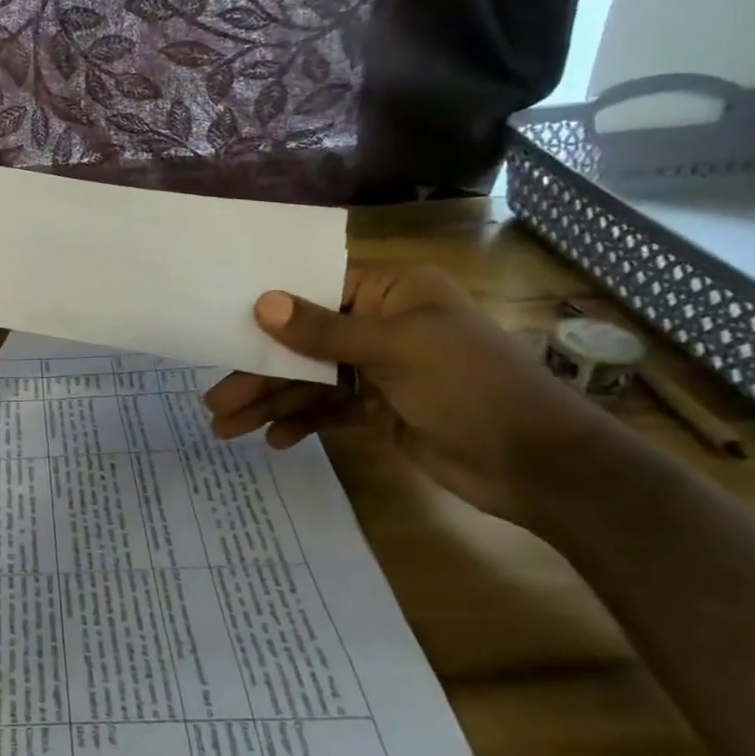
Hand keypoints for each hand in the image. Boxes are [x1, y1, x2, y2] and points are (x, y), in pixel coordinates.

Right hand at [203, 264, 622, 523]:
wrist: (540, 467)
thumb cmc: (471, 386)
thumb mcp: (394, 350)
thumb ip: (323, 330)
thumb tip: (262, 303)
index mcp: (392, 292)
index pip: (316, 288)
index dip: (268, 307)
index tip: (222, 322)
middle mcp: (381, 324)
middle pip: (304, 342)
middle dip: (259, 372)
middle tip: (214, 401)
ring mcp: (378, 369)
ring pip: (309, 380)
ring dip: (271, 403)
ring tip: (226, 428)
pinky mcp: (379, 410)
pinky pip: (328, 410)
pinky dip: (301, 423)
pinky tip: (274, 440)